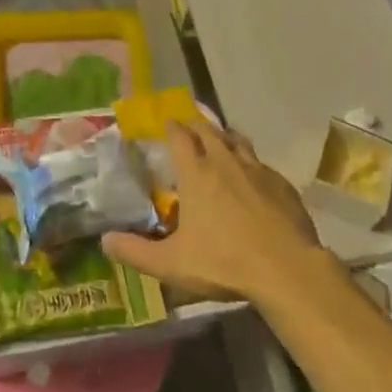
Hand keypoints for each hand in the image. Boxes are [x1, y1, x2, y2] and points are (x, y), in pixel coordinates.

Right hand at [101, 121, 328, 304]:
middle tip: (188, 126)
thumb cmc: (224, 262)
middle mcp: (226, 161)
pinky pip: (260, 163)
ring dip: (224, 137)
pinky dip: (250, 162)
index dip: (171, 127)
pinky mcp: (282, 183)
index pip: (180, 136)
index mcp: (197, 173)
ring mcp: (257, 169)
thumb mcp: (171, 264)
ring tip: (219, 140)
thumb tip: (104, 241)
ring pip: (237, 141)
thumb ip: (135, 252)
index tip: (166, 122)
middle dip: (196, 125)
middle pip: (209, 131)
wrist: (286, 268)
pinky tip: (251, 177)